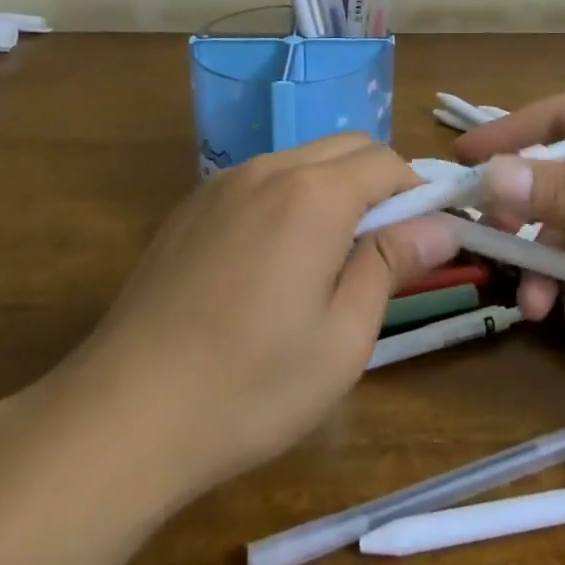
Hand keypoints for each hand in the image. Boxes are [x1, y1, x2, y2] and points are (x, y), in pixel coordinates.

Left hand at [49, 134, 460, 500]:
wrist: (123, 415)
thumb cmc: (250, 386)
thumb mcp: (343, 337)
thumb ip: (393, 264)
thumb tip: (441, 224)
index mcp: (314, 195)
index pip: (386, 162)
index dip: (417, 192)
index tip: (427, 237)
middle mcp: (269, 170)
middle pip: (346, 149)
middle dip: (379, 184)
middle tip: (383, 250)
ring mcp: (223, 184)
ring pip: (302, 161)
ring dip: (333, 190)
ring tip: (327, 261)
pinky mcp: (192, 207)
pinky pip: (260, 182)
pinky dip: (288, 200)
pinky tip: (270, 265)